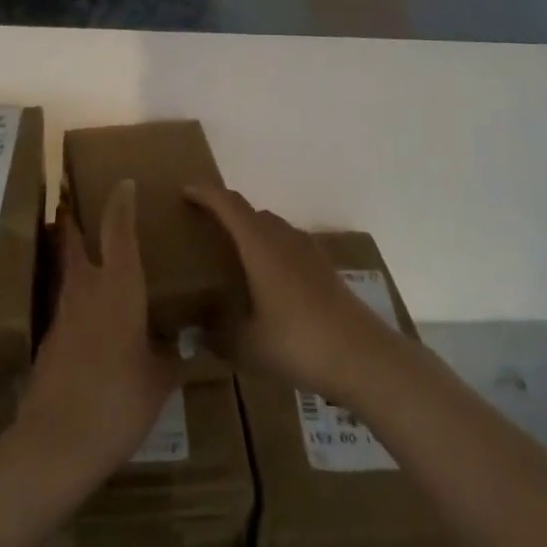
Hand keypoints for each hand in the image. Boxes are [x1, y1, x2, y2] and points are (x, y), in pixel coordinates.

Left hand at [17, 180, 176, 480]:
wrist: (56, 444)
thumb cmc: (118, 400)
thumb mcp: (160, 379)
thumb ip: (172, 354)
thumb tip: (185, 342)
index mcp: (119, 286)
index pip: (118, 228)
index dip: (121, 201)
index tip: (124, 182)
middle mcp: (86, 288)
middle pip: (74, 239)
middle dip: (74, 216)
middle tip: (79, 200)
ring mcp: (62, 314)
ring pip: (66, 270)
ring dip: (73, 255)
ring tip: (90, 254)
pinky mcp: (48, 341)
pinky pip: (65, 304)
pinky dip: (75, 296)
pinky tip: (88, 316)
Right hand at [186, 186, 403, 403]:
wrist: (362, 355)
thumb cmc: (298, 342)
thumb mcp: (247, 346)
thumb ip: (217, 334)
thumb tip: (195, 330)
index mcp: (259, 245)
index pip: (227, 204)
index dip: (205, 193)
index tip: (184, 191)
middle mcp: (283, 236)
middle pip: (249, 211)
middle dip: (225, 212)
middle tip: (202, 228)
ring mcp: (307, 249)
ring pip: (270, 226)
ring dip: (249, 231)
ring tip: (231, 255)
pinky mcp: (322, 266)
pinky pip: (287, 244)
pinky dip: (269, 249)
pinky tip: (265, 281)